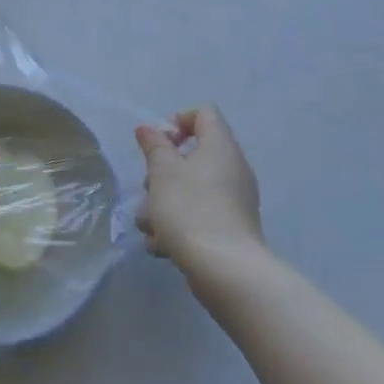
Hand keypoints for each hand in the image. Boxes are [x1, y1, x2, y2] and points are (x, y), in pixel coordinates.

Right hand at [134, 106, 265, 277]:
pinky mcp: (230, 229)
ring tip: (149, 224)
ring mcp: (234, 201)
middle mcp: (233, 169)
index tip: (159, 144)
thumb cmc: (189, 208)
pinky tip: (162, 245)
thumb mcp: (162, 171)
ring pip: (191, 190)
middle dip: (163, 171)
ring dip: (164, 203)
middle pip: (193, 156)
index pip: (204, 114)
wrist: (224, 269)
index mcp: (221, 147)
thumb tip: (149, 128)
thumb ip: (154, 146)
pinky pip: (199, 216)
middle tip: (149, 187)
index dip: (178, 121)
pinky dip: (179, 226)